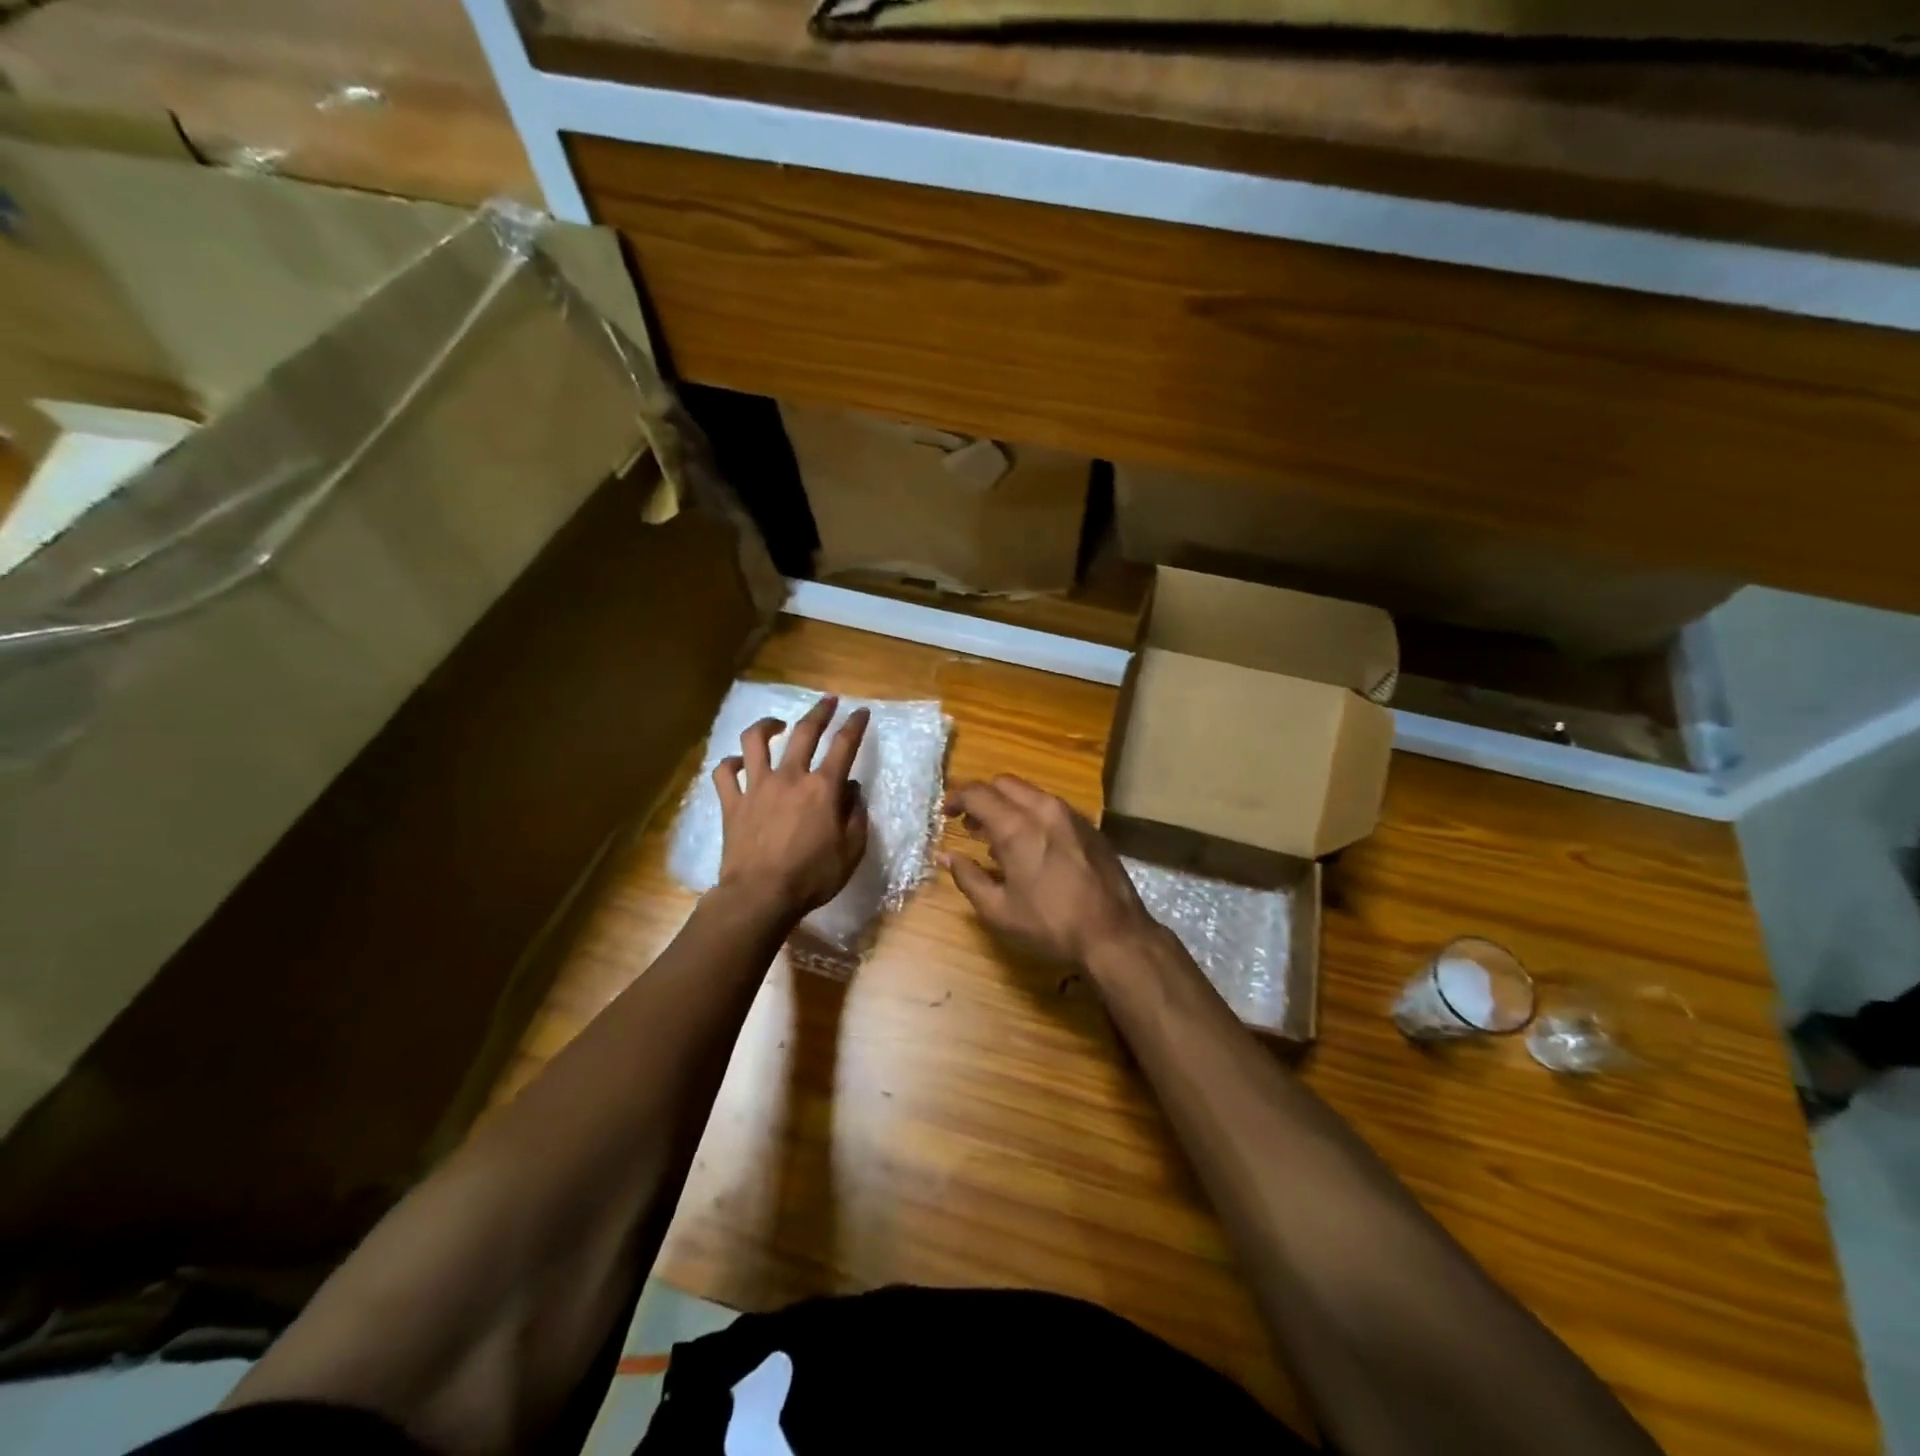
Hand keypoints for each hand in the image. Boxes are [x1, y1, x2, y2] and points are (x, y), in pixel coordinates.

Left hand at [714, 696, 870, 921]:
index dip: (855, 725)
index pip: (844, 746)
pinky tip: (737, 763)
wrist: (760, 895)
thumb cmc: (812, 876)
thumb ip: (856, 816)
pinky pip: (724, 774)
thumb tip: (853, 791)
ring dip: (767, 726)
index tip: (861, 712)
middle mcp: (789, 777)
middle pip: (804, 732)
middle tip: (828, 700)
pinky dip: (730, 764)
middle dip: (819, 712)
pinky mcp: (732, 803)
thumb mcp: (851, 851)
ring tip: (776, 724)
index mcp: (822, 788)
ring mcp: (756, 787)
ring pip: (755, 742)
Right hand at [944, 775, 1157, 967]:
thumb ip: (968, 877)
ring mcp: (1071, 815)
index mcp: (1017, 827)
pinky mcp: (1089, 826)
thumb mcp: (998, 910)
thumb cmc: (1050, 925)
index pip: (977, 793)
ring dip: (1008, 805)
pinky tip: (1032, 846)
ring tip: (998, 838)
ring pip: (1030, 793)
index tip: (946, 814)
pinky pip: (1051, 807)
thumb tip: (947, 856)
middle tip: (970, 825)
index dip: (956, 798)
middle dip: (982, 798)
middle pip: (1004, 784)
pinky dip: (1032, 814)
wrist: (1114, 933)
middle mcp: (1044, 810)